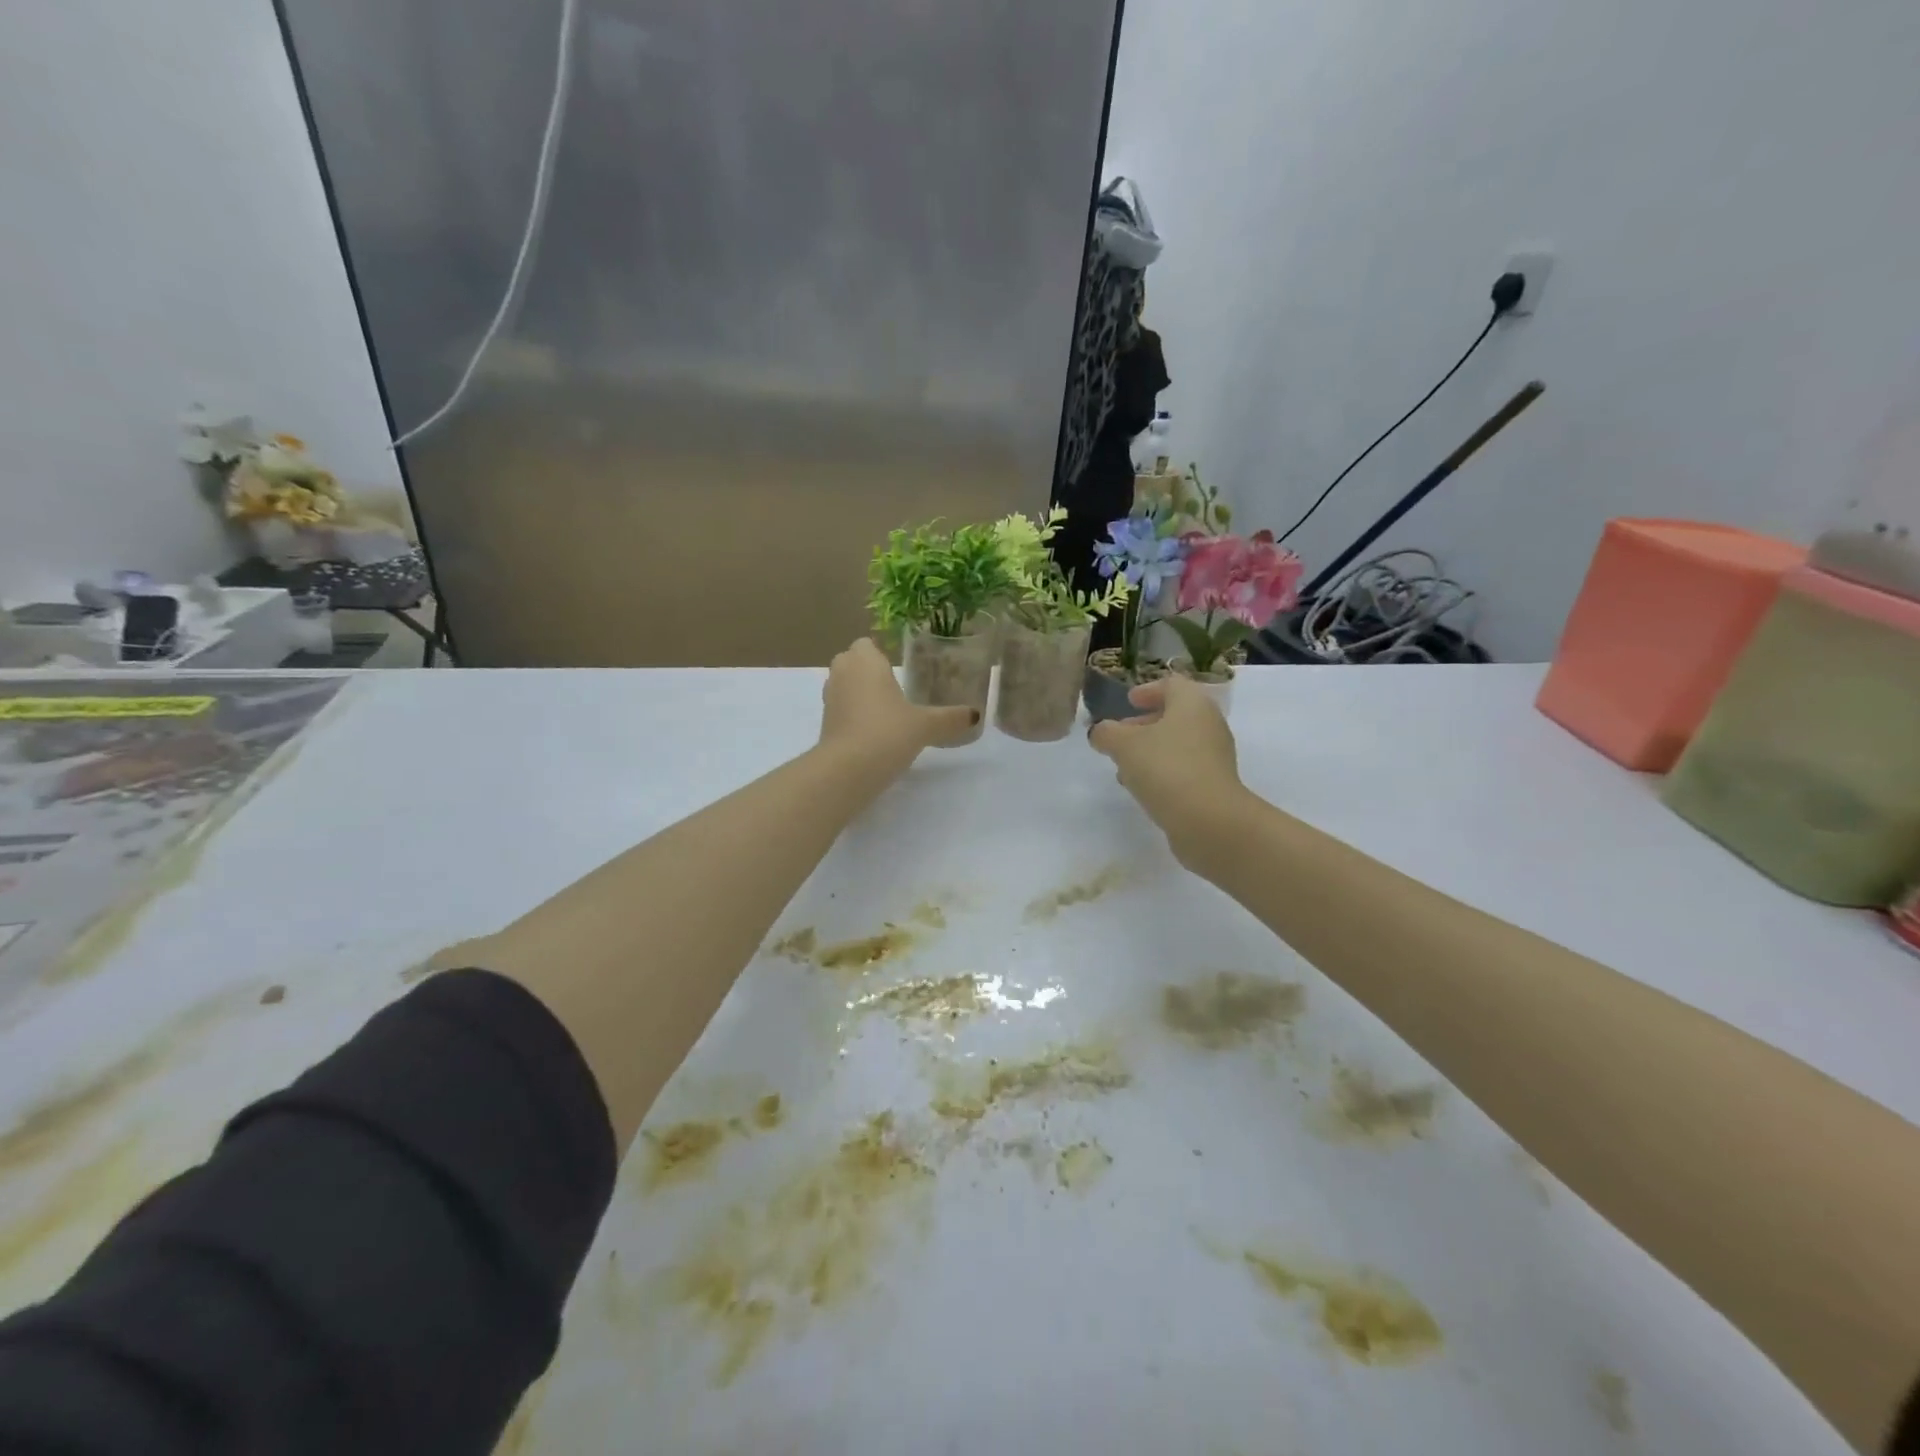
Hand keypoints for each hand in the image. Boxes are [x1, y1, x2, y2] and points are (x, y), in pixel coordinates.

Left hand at [820, 638, 978, 765]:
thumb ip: (950, 718)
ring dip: (858, 693)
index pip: (866, 643)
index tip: (897, 667)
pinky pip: (840, 708)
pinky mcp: (824, 723)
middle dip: (867, 671)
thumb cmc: (888, 732)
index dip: (879, 653)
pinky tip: (873, 730)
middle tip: (893, 687)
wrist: (848, 770)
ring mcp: (829, 698)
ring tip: (885, 709)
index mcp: (865, 661)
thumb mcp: (926, 726)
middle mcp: (842, 672)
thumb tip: (975, 715)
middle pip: (851, 662)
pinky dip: (852, 714)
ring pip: (843, 685)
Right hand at [1088, 675, 1247, 859]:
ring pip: (1178, 744)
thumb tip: (1099, 732)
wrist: (1208, 820)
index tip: (1128, 701)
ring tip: (1123, 766)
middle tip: (1120, 735)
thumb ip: (1106, 733)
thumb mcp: (1124, 745)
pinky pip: (1183, 768)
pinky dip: (1162, 770)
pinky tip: (1141, 787)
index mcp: (1192, 703)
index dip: (1147, 690)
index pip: (1171, 684)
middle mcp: (1209, 724)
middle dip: (1144, 724)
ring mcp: (1214, 756)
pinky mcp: (1214, 784)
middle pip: (1175, 714)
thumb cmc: (1165, 768)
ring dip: (1150, 750)